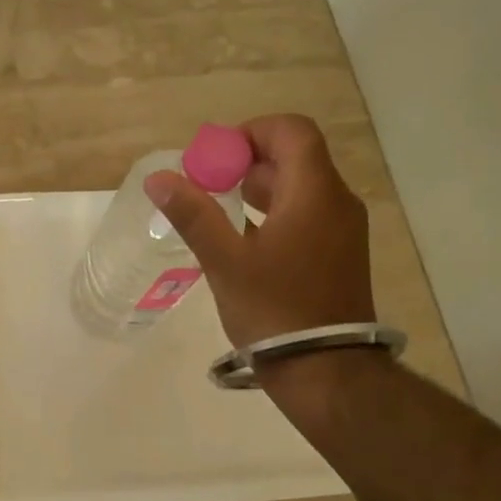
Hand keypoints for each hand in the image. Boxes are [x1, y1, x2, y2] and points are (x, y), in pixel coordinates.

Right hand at [143, 114, 375, 348]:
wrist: (325, 370)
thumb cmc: (274, 309)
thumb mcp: (224, 260)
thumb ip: (192, 214)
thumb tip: (158, 178)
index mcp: (314, 193)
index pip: (291, 130)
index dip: (251, 131)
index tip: (215, 156)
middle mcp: (336, 202)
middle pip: (295, 156)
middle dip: (247, 161)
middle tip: (206, 181)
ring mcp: (342, 230)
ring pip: (300, 186)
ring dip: (259, 186)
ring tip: (218, 207)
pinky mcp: (339, 254)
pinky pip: (306, 213)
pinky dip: (274, 211)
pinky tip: (243, 237)